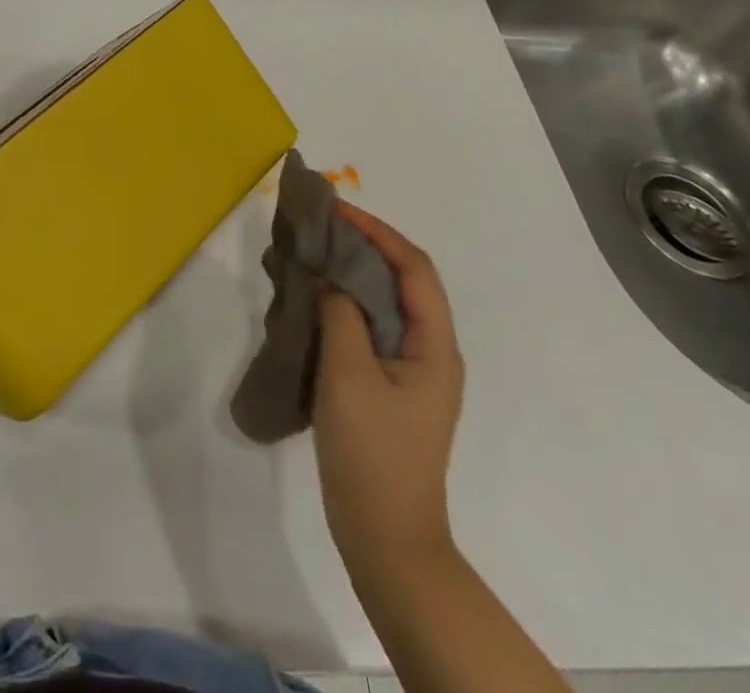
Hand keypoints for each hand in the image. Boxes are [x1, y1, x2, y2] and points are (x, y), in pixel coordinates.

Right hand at [313, 202, 464, 572]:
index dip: (378, 232)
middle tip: (321, 228)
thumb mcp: (349, 375)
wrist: (386, 538)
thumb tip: (331, 277)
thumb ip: (341, 315)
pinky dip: (346, 304)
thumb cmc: (372, 453)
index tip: (338, 211)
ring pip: (386, 303)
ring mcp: (412, 371)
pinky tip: (315, 302)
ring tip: (315, 255)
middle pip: (404, 280)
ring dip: (354, 273)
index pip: (414, 268)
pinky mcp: (390, 387)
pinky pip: (371, 328)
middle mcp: (431, 351)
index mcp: (435, 346)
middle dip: (366, 246)